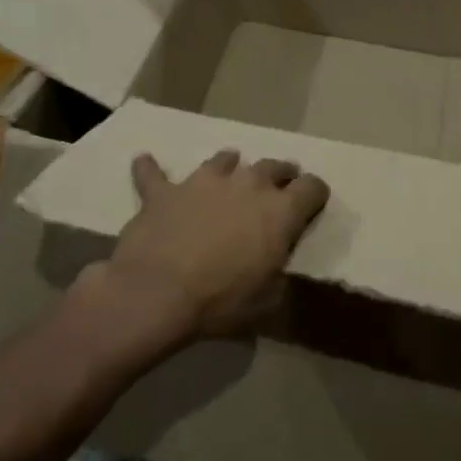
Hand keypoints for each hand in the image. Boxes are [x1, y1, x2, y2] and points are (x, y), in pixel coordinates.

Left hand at [92, 149, 329, 347]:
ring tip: (228, 169)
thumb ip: (278, 275)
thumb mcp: (268, 301)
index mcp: (280, 211)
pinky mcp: (164, 191)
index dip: (315, 195)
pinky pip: (153, 173)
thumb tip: (276, 270)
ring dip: (229, 165)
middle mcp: (247, 184)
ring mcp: (203, 182)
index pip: (313, 187)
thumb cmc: (222, 302)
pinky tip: (144, 162)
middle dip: (280, 175)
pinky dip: (150, 168)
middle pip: (273, 166)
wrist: (158, 293)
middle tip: (278, 187)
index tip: (312, 204)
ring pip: (224, 159)